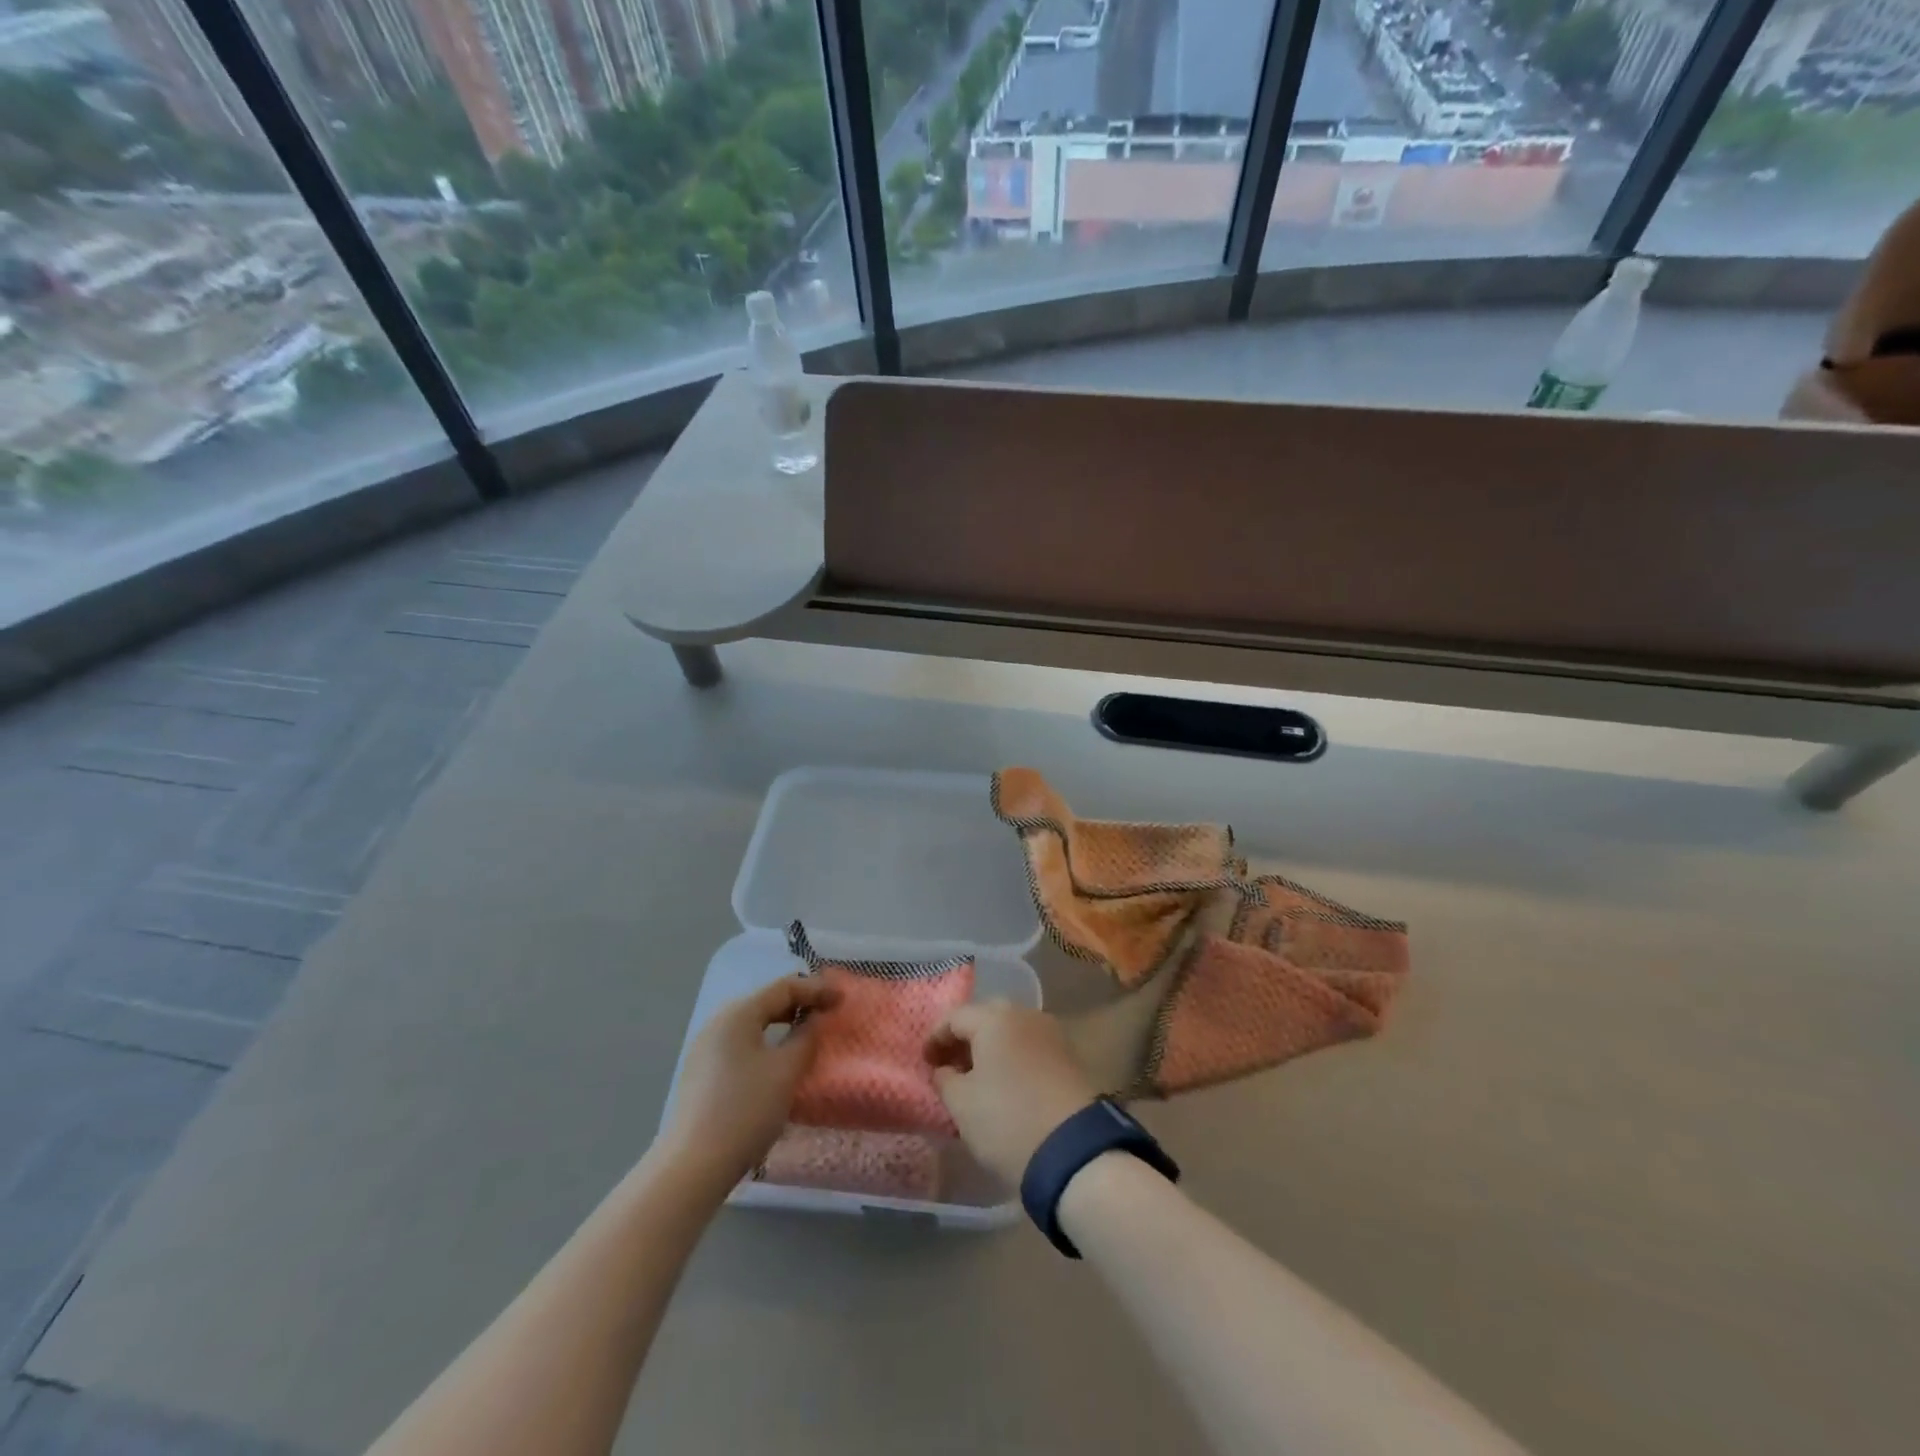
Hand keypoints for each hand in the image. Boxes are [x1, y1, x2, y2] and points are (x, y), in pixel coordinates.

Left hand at [654, 976, 839, 1194]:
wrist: (692, 1168)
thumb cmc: (745, 1110)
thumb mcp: (786, 1071)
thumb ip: (806, 1038)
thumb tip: (813, 1020)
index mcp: (737, 1014)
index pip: (784, 987)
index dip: (816, 990)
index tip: (843, 999)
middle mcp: (717, 1024)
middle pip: (765, 1003)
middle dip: (799, 1005)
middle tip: (827, 1014)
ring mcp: (705, 1050)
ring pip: (752, 1026)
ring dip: (782, 1026)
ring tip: (806, 1036)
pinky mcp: (701, 1076)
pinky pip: (741, 1046)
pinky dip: (765, 1045)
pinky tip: (777, 1064)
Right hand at [925, 1002, 1096, 1185]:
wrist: (1074, 1151)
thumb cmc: (1007, 1120)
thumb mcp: (961, 1104)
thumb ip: (945, 1079)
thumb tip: (945, 1069)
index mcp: (994, 1018)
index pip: (955, 1017)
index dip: (935, 1038)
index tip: (925, 1063)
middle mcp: (1024, 1014)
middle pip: (986, 1017)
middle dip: (965, 1039)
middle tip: (949, 1065)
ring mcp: (1051, 1033)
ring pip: (1011, 1030)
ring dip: (990, 1048)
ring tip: (976, 1077)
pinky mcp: (1069, 1055)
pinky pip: (1030, 1046)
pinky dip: (1013, 1057)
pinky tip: (1005, 1083)